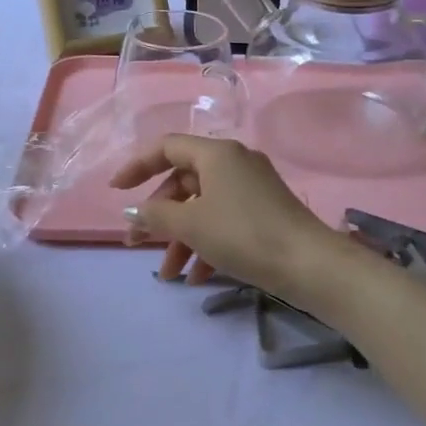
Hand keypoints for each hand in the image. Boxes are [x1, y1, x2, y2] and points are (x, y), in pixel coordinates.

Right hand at [109, 134, 343, 301]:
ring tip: (169, 275)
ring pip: (203, 207)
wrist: (309, 264)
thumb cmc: (243, 234)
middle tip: (138, 244)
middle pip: (184, 181)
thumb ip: (155, 215)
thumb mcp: (191, 224)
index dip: (137, 166)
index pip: (166, 147)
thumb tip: (133, 213)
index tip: (116, 191)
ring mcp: (252, 188)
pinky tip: (198, 278)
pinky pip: (224, 221)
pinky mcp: (264, 213)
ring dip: (181, 239)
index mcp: (216, 153)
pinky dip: (207, 244)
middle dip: (159, 216)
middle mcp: (234, 163)